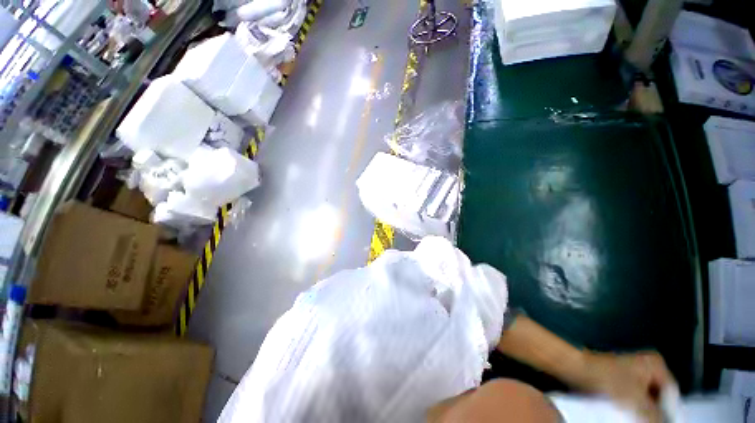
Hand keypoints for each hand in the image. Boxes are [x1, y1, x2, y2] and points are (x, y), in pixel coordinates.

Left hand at [582, 351, 675, 422]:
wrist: (578, 369)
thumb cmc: (609, 380)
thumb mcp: (637, 401)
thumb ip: (656, 416)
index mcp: (656, 364)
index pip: (672, 393)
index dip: (670, 411)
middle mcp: (648, 365)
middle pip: (661, 395)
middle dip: (657, 411)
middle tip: (651, 422)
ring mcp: (635, 370)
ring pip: (648, 397)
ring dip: (645, 410)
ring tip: (639, 419)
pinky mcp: (623, 377)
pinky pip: (636, 395)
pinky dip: (635, 406)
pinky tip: (631, 415)